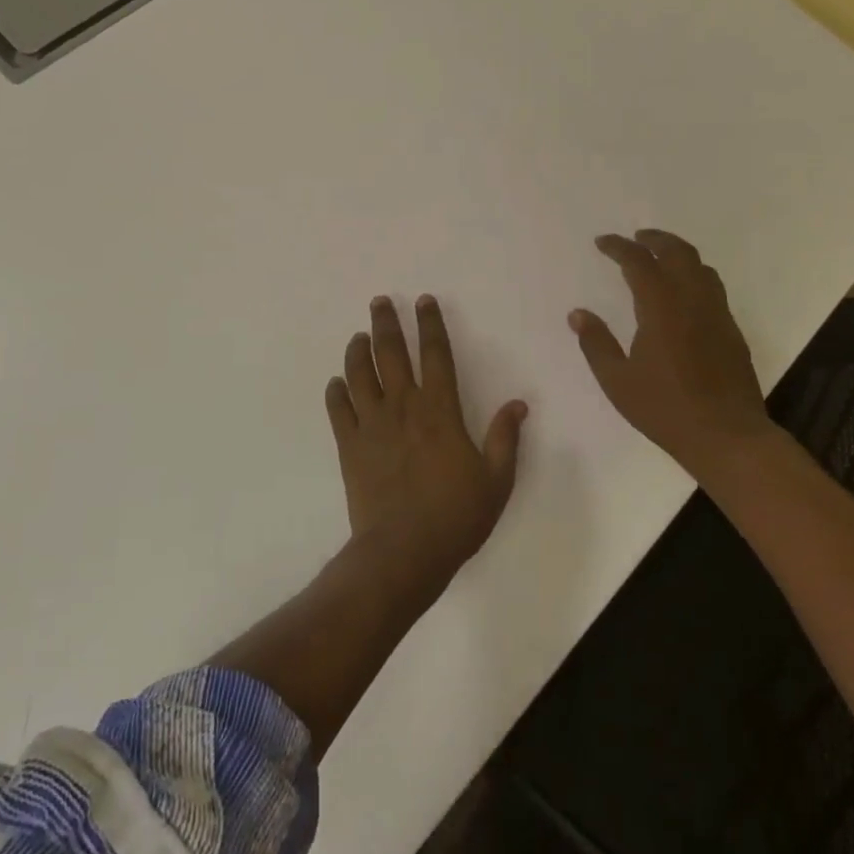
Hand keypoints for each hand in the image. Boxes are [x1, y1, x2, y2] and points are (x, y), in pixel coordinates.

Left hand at [326, 295, 526, 603]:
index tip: (424, 301)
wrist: (403, 552)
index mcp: (440, 410)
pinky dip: (336, 391)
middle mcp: (403, 406)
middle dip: (386, 323)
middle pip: (390, 353)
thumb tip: (518, 404)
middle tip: (379, 302)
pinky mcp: (349, 446)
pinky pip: (338, 409)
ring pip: (359, 374)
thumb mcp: (496, 480)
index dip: (431, 324)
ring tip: (358, 336)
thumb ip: (506, 438)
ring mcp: (371, 424)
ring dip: (357, 350)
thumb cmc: (455, 516)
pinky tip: (337, 382)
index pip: (436, 354)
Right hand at [569, 230, 775, 481]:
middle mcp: (693, 301)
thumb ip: (596, 343)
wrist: (727, 436)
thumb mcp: (618, 381)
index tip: (602, 242)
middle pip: (677, 252)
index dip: (619, 247)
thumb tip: (578, 314)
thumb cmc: (665, 409)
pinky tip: (683, 292)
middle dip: (654, 239)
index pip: (639, 262)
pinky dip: (694, 274)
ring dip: (678, 253)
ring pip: (701, 266)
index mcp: (662, 308)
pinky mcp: (731, 330)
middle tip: (635, 238)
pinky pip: (713, 286)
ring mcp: (717, 314)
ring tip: (660, 257)